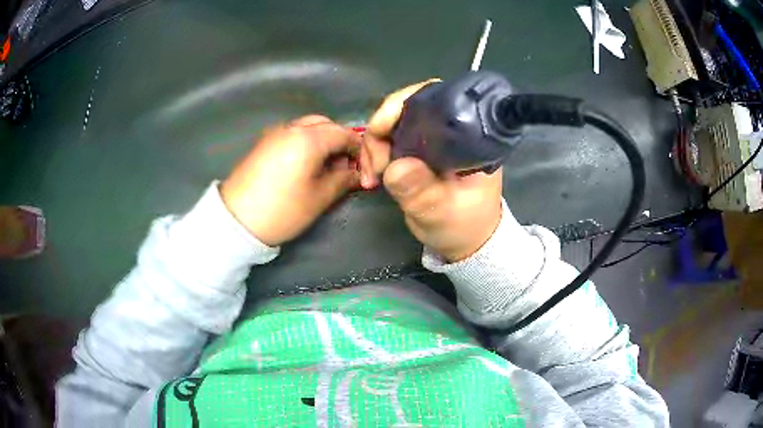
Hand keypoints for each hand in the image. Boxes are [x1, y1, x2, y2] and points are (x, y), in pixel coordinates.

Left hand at [221, 115, 360, 246]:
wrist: (236, 220)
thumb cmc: (283, 210)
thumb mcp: (320, 197)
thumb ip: (344, 180)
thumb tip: (359, 174)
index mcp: (309, 138)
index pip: (345, 134)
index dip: (360, 151)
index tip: (365, 172)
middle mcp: (292, 127)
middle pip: (326, 125)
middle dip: (341, 143)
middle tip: (346, 168)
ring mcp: (275, 133)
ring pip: (308, 128)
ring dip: (323, 142)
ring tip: (326, 168)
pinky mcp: (263, 143)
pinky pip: (292, 135)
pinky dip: (306, 143)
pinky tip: (305, 165)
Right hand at [360, 82, 502, 261]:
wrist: (466, 239)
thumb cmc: (463, 226)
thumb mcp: (442, 214)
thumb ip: (421, 192)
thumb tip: (395, 166)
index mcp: (469, 136)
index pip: (436, 100)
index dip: (403, 105)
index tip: (380, 131)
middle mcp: (451, 129)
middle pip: (409, 107)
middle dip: (381, 131)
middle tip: (374, 167)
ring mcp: (434, 137)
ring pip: (394, 122)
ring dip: (374, 145)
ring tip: (370, 177)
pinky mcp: (421, 148)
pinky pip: (390, 138)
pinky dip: (375, 153)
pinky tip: (372, 174)